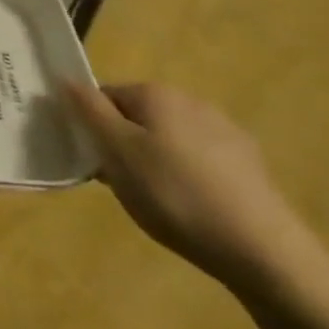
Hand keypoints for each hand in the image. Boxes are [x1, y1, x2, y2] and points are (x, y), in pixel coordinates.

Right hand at [64, 81, 317, 297]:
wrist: (263, 250)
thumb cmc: (174, 195)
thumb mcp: (117, 152)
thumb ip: (88, 111)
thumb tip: (65, 78)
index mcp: (156, 94)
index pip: (103, 96)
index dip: (91, 127)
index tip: (92, 161)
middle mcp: (190, 101)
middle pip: (136, 116)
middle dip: (122, 145)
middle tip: (120, 184)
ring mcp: (224, 132)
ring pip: (167, 139)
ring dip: (153, 161)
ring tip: (155, 200)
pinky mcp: (248, 165)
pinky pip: (198, 161)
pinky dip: (185, 177)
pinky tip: (190, 207)